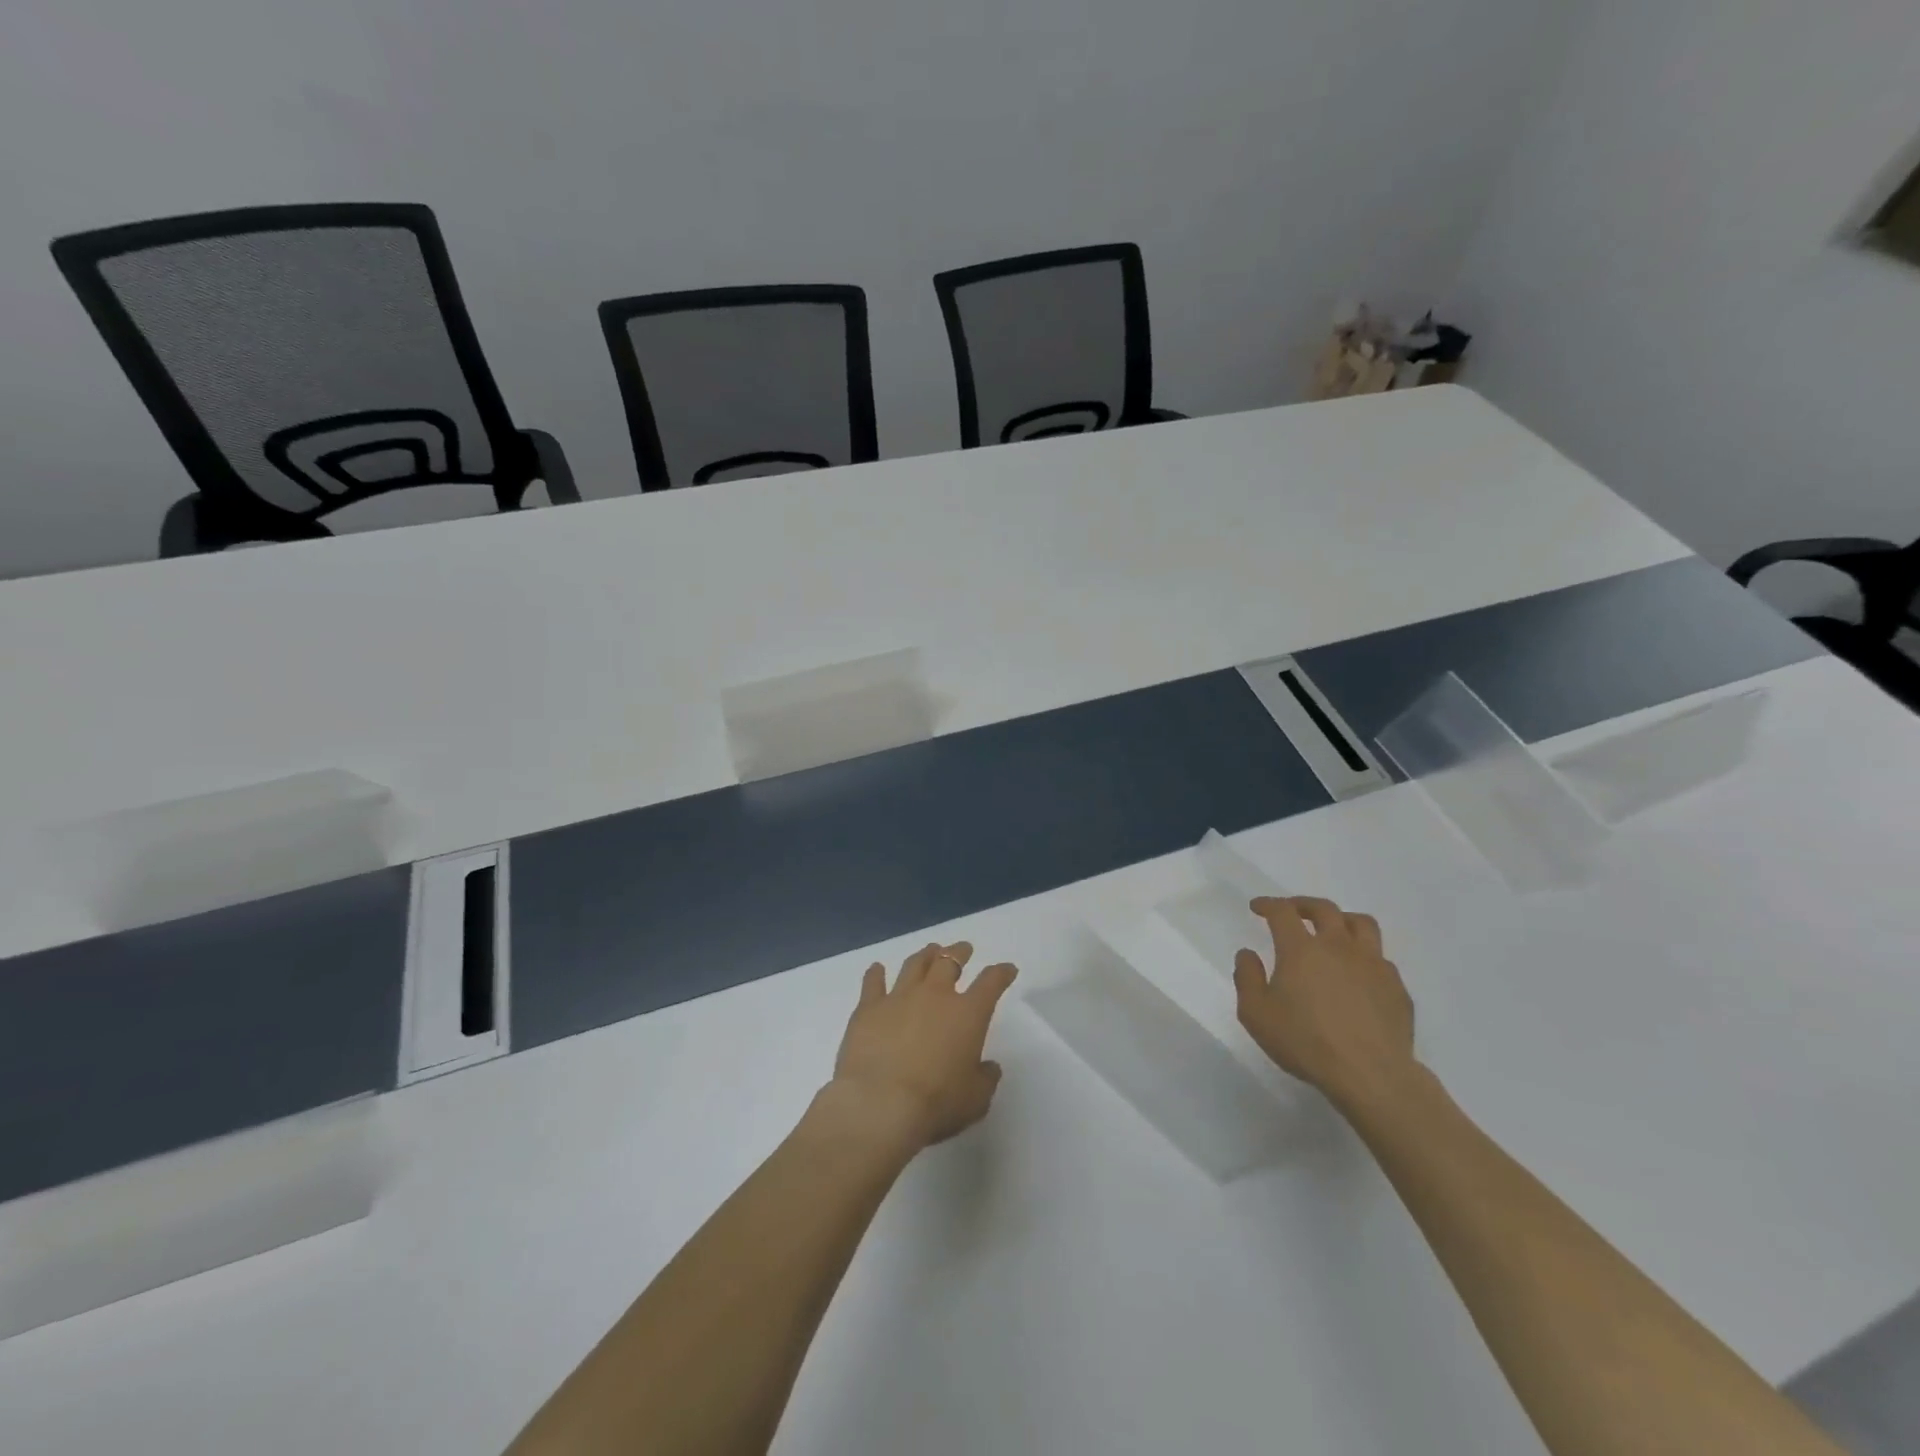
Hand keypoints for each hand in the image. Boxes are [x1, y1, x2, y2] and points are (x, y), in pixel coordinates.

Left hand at [829, 942, 1018, 1149]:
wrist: (880, 1104)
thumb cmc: (936, 1103)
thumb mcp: (975, 1099)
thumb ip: (985, 1079)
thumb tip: (989, 1067)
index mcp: (968, 1014)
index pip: (991, 982)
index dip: (1001, 973)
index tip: (1007, 969)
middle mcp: (935, 995)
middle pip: (949, 961)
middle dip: (959, 952)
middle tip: (963, 949)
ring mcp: (899, 997)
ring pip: (914, 965)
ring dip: (925, 955)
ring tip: (930, 951)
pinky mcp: (868, 1008)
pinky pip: (873, 982)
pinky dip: (875, 974)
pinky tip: (876, 968)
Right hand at [1233, 896, 1417, 1112]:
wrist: (1371, 1075)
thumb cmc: (1305, 1042)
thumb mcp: (1256, 1014)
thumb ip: (1247, 978)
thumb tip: (1248, 954)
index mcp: (1301, 949)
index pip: (1282, 912)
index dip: (1268, 904)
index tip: (1257, 907)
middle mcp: (1338, 946)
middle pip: (1324, 908)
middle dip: (1303, 905)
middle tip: (1292, 912)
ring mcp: (1372, 964)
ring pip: (1361, 924)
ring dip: (1342, 920)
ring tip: (1333, 931)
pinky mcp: (1396, 987)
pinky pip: (1381, 958)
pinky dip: (1365, 956)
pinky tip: (1358, 973)